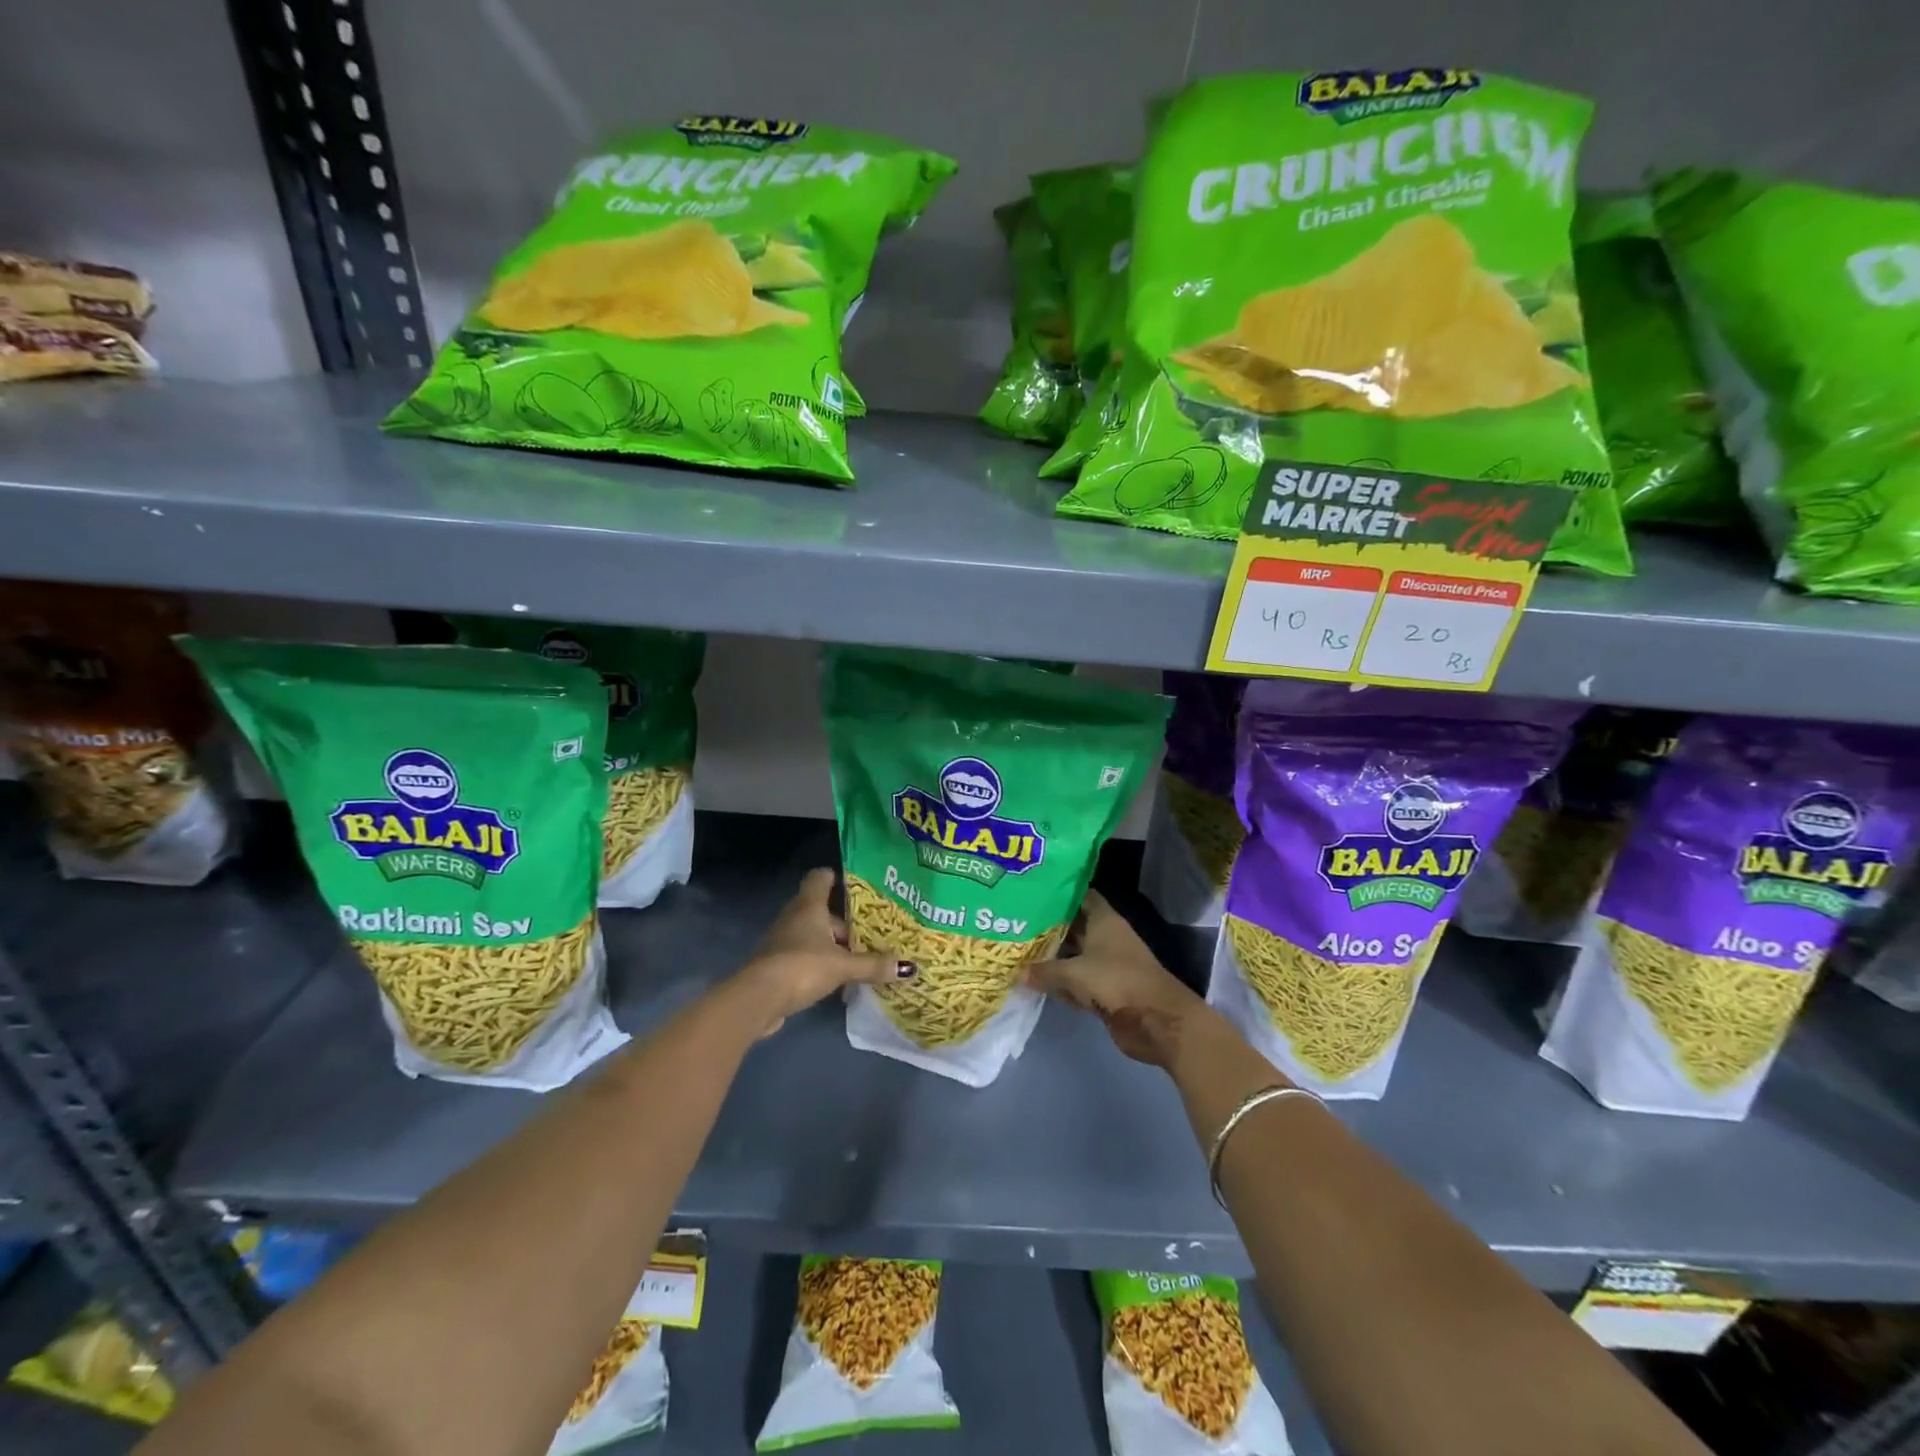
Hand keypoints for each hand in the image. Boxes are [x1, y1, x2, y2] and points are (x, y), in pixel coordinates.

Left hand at [734, 868, 916, 1036]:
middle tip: (873, 932)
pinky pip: (805, 955)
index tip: (860, 888)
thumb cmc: (802, 967)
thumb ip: (873, 965)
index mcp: (809, 905)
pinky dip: (821, 962)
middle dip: (845, 921)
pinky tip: (839, 979)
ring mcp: (783, 940)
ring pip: (814, 934)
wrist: (758, 999)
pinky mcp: (777, 964)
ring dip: (834, 945)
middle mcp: (794, 916)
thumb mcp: (842, 966)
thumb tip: (907, 968)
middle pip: (822, 910)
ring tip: (861, 957)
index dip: (838, 878)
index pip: (821, 877)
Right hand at [1025, 890, 1212, 1067]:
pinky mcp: (1107, 990)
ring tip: (1020, 952)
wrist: (1155, 1020)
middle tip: (1017, 924)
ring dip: (1054, 957)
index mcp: (1104, 920)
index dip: (1059, 893)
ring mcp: (1108, 965)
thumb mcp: (1073, 973)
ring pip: (1075, 955)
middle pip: (1074, 926)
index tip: (1033, 892)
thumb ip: (1044, 971)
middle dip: (1049, 927)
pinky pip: (1078, 981)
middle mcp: (1106, 937)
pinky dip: (1063, 983)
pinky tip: (1038, 983)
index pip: (1080, 896)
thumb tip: (1019, 972)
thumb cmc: (1115, 981)